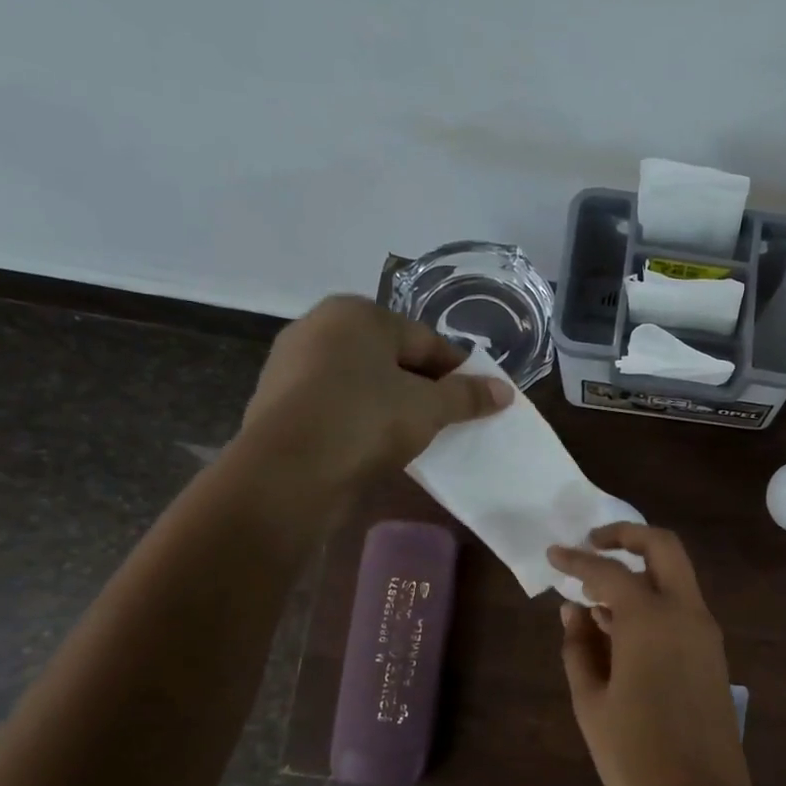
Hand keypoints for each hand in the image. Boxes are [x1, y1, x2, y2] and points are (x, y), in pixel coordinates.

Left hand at [238, 296, 511, 501]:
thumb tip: (505, 391)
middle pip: (393, 358)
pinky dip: (362, 417)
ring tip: (419, 436)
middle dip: (426, 387)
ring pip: (364, 381)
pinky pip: (338, 402)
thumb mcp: (429, 408)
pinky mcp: (280, 400)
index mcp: (358, 314)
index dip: (459, 371)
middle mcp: (320, 326)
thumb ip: (468, 396)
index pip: (426, 340)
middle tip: (452, 420)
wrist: (287, 471)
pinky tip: (378, 444)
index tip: (481, 400)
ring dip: (394, 404)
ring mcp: (293, 363)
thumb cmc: (365, 421)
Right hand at [551, 525, 783, 785]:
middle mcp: (687, 614)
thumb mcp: (592, 703)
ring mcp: (707, 635)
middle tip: (591, 545)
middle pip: (664, 548)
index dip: (576, 560)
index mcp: (652, 620)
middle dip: (627, 536)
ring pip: (677, 578)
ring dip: (641, 573)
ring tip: (594, 597)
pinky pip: (683, 610)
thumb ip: (579, 647)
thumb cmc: (635, 760)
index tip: (552, 554)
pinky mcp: (714, 658)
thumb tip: (573, 610)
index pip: (609, 571)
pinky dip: (654, 602)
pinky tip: (621, 628)